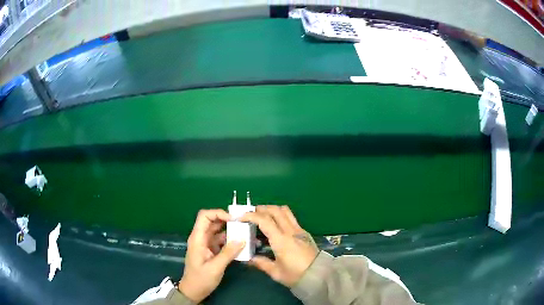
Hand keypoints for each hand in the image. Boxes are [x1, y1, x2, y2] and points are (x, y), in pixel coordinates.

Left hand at [178, 209, 244, 302]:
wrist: (193, 291)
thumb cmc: (201, 279)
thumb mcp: (215, 267)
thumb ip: (228, 253)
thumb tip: (242, 239)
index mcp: (198, 238)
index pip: (204, 216)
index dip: (218, 213)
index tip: (233, 219)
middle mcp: (201, 238)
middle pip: (213, 221)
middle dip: (228, 220)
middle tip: (243, 225)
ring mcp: (206, 244)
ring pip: (218, 231)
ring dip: (231, 231)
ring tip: (246, 233)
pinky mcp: (211, 250)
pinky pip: (222, 240)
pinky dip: (231, 240)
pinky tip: (242, 244)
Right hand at [239, 205, 318, 286]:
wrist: (319, 275)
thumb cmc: (296, 275)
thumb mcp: (276, 272)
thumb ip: (261, 263)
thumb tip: (249, 259)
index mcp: (281, 240)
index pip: (264, 220)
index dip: (250, 216)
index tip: (240, 218)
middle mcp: (290, 231)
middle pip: (275, 210)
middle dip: (261, 209)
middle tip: (251, 215)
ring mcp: (299, 230)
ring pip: (285, 211)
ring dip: (272, 210)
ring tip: (263, 217)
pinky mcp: (304, 232)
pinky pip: (291, 218)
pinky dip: (280, 216)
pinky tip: (275, 227)